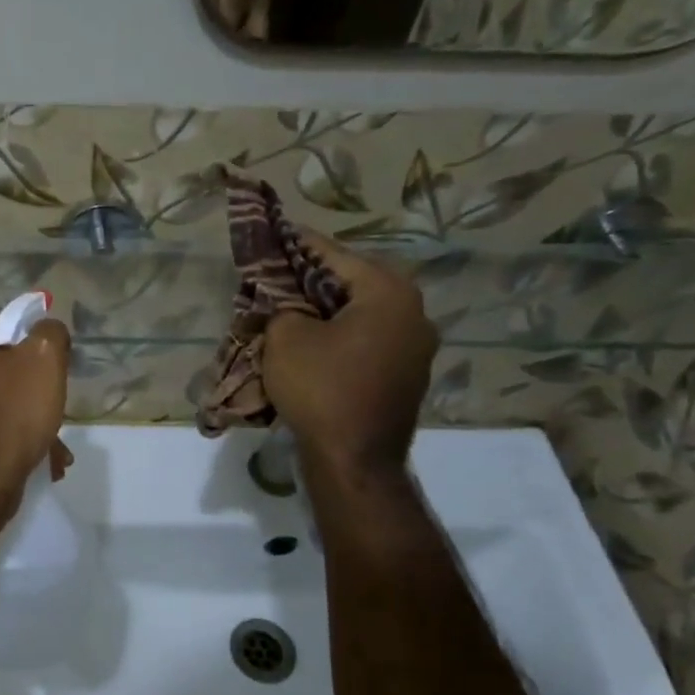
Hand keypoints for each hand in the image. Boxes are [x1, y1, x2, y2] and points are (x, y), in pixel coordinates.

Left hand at [0, 320, 72, 504]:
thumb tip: (47, 329)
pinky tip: (28, 462)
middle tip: (51, 417)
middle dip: (28, 396)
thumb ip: (49, 335)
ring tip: (49, 450)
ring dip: (20, 424)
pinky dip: (4, 444)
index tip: (50, 380)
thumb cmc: (14, 414)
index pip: (5, 338)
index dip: (33, 357)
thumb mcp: (45, 361)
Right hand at [262, 234, 436, 490]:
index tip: (278, 233)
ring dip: (329, 311)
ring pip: (363, 315)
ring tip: (293, 310)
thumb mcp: (286, 338)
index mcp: (389, 293)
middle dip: (314, 280)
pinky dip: (342, 337)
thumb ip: (284, 307)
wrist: (355, 460)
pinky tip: (315, 345)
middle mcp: (414, 314)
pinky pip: (369, 342)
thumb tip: (288, 306)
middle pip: (354, 284)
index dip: (300, 245)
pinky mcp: (406, 377)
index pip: (336, 256)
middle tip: (280, 277)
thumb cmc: (321, 389)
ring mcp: (416, 349)